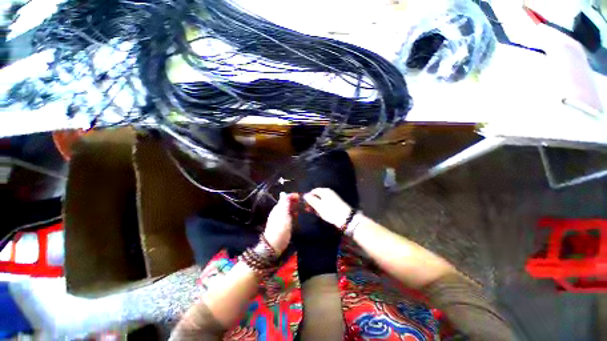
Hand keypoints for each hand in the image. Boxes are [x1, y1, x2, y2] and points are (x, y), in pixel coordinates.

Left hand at [264, 192, 299, 254]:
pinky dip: (294, 213)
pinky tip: (298, 215)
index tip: (301, 196)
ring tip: (303, 207)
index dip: (292, 196)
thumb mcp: (282, 213)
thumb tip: (283, 192)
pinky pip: (290, 216)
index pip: (285, 198)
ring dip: (295, 207)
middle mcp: (279, 211)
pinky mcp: (285, 225)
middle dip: (294, 201)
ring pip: (289, 209)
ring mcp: (282, 218)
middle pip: (287, 203)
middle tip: (303, 202)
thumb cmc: (280, 227)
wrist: (275, 244)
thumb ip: (283, 202)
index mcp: (278, 207)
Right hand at [303, 188, 351, 227]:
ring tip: (319, 213)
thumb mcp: (319, 206)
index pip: (314, 191)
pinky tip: (325, 213)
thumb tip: (305, 195)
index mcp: (324, 191)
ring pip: (322, 199)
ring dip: (319, 205)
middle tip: (312, 210)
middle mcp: (329, 191)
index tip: (307, 204)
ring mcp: (333, 196)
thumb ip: (312, 200)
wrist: (346, 217)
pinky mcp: (336, 202)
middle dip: (314, 201)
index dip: (309, 197)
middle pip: (318, 195)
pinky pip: (327, 202)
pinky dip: (324, 207)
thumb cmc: (331, 211)